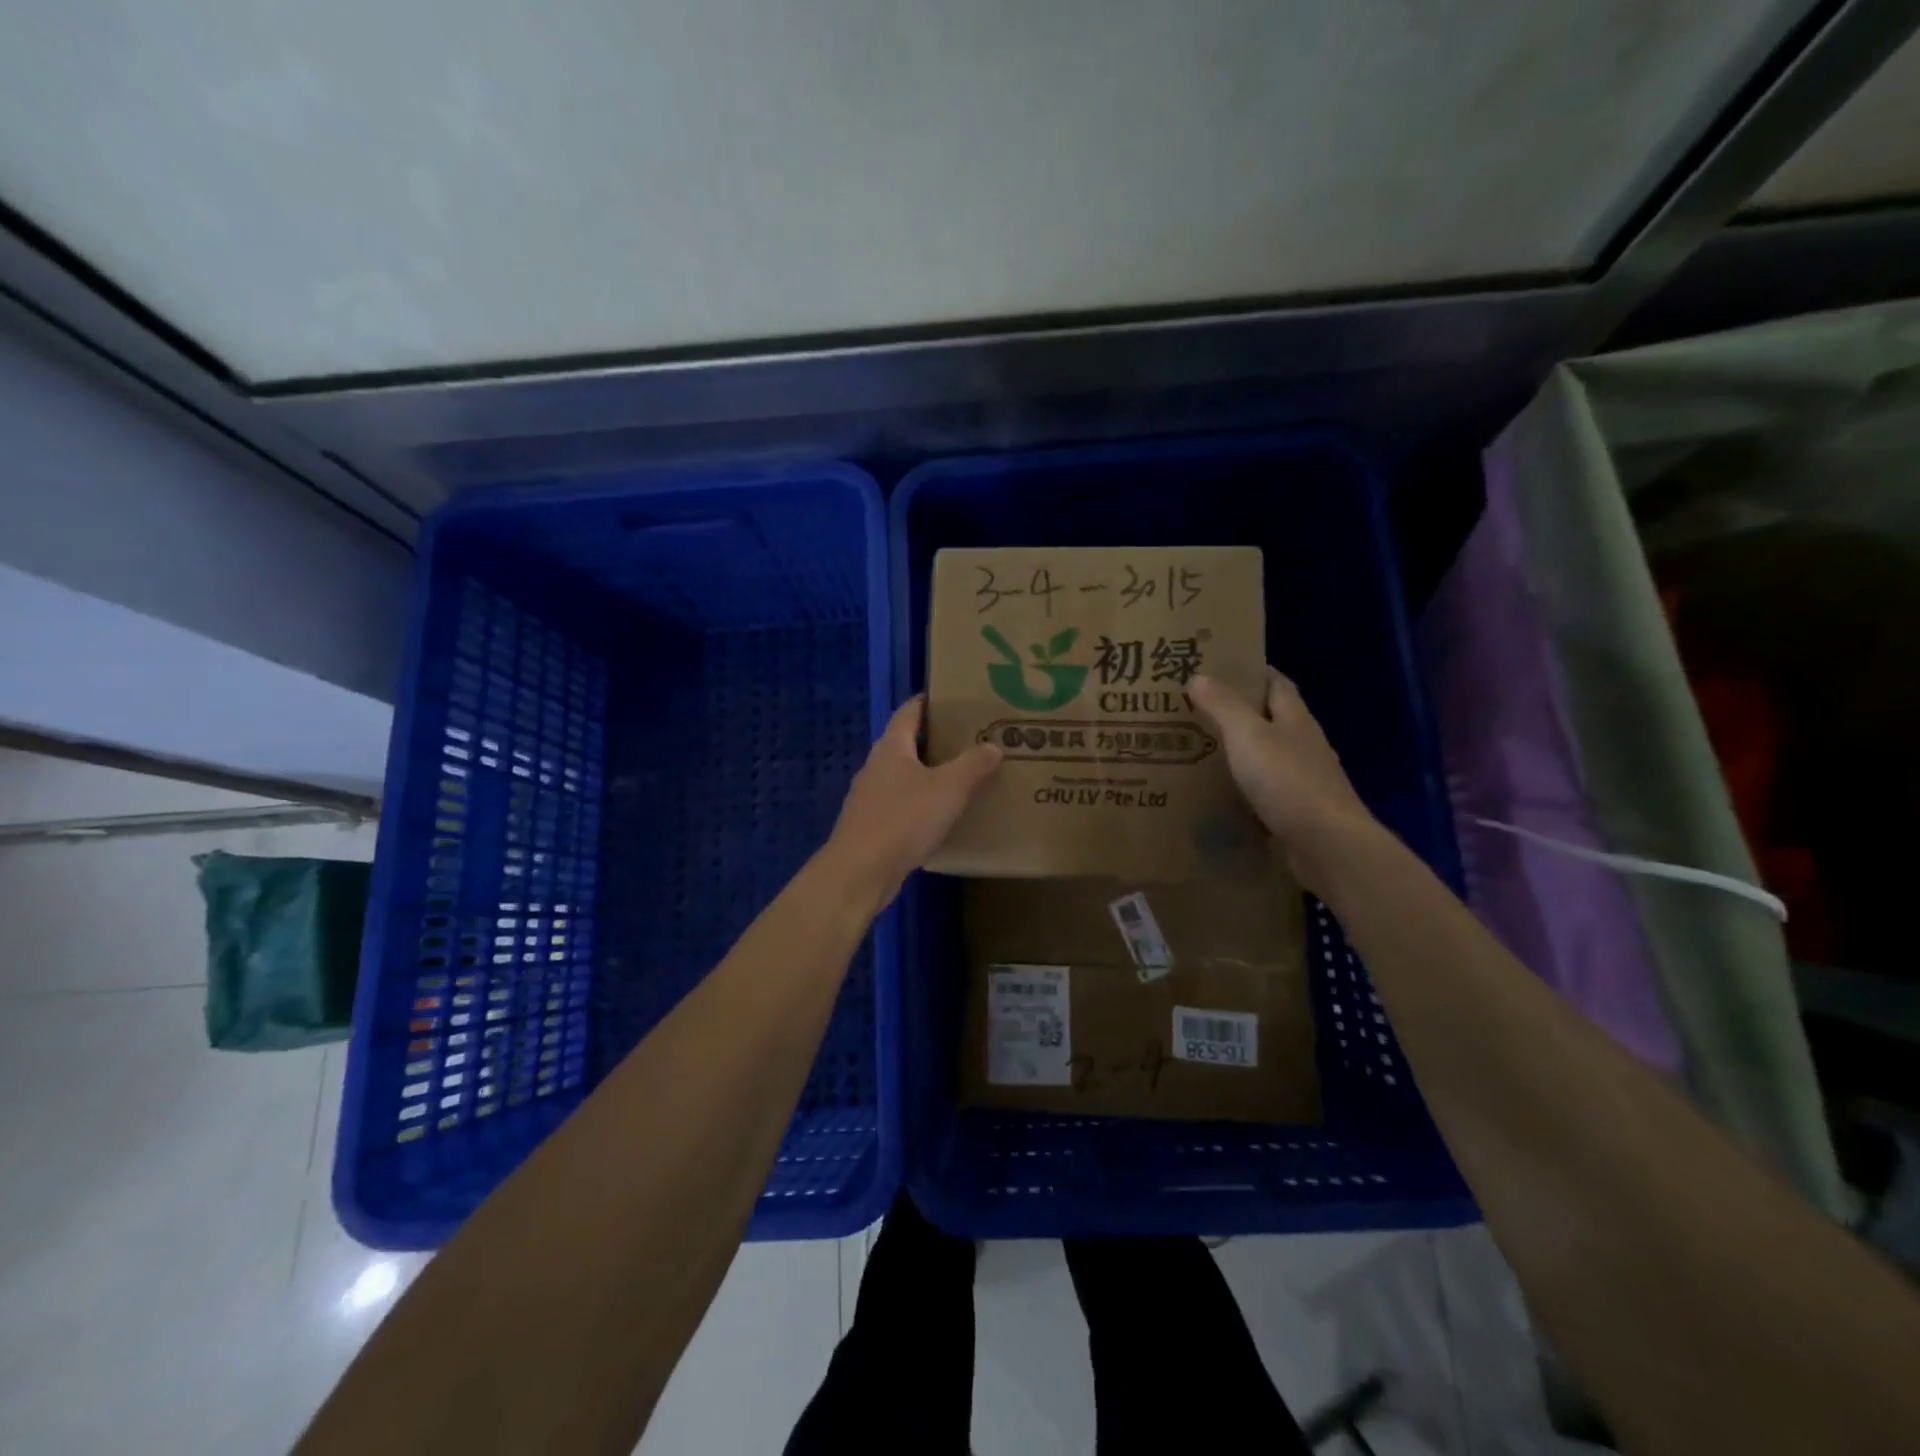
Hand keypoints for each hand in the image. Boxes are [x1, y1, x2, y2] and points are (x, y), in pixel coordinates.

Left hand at [818, 696, 1002, 912]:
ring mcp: (870, 797)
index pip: (909, 711)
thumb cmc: (903, 819)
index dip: (930, 702)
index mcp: (892, 747)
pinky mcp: (871, 825)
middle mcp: (876, 766)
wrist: (860, 871)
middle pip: (906, 742)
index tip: (956, 700)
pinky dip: (921, 803)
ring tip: (962, 777)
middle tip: (971, 740)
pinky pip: (901, 804)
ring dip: (929, 774)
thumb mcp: (948, 789)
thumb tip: (992, 746)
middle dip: (936, 740)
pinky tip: (941, 816)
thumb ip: (972, 765)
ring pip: (904, 775)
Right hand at [1190, 668, 1375, 884]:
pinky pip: (1265, 789)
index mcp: (1295, 719)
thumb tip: (1199, 676)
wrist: (1326, 843)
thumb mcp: (1248, 735)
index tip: (1219, 668)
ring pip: (1267, 755)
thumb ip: (1223, 706)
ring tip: (1199, 748)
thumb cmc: (1287, 780)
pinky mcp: (1297, 810)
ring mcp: (1303, 779)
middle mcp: (1303, 744)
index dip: (1252, 672)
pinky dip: (1244, 785)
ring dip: (1240, 750)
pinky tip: (1220, 791)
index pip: (1276, 684)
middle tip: (1197, 709)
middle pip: (1272, 719)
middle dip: (1239, 712)